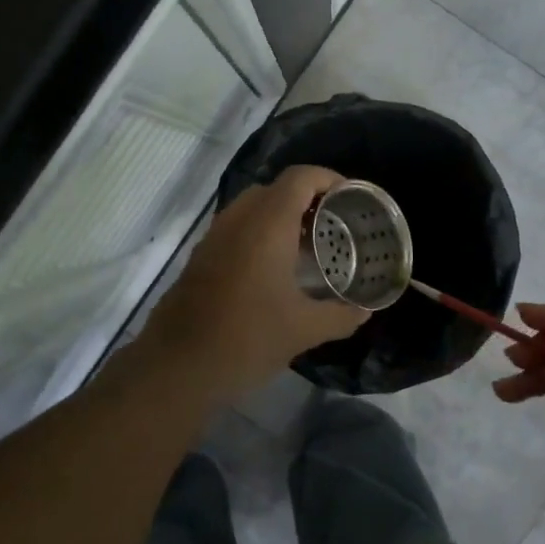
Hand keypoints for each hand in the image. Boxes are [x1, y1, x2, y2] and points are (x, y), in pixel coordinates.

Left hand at [139, 166, 369, 400]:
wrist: (178, 365)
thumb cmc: (247, 339)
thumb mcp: (303, 330)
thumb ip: (340, 316)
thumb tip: (366, 311)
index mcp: (267, 224)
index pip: (300, 178)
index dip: (329, 179)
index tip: (352, 199)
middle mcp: (238, 219)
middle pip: (276, 188)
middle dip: (308, 198)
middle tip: (333, 224)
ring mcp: (215, 236)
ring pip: (253, 207)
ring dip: (282, 216)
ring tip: (309, 246)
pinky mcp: (201, 256)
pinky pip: (237, 228)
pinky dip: (261, 232)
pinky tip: (276, 268)